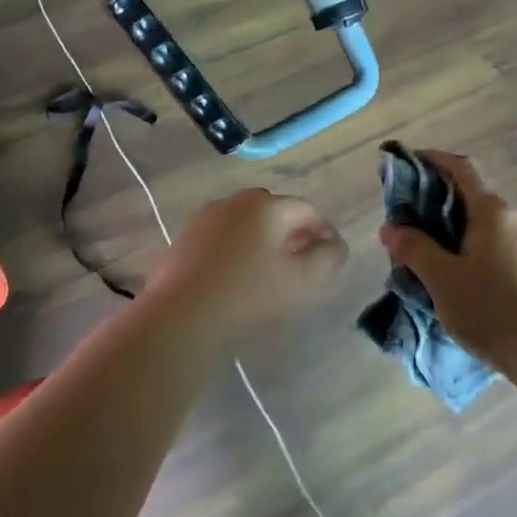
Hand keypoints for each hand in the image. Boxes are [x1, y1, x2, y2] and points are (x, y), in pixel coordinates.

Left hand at [144, 188, 347, 336]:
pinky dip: (237, 249)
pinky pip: (223, 237)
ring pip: (246, 223)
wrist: (182, 315)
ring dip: (263, 241)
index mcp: (267, 205)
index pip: (306, 210)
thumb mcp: (304, 279)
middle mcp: (235, 201)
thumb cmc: (250, 294)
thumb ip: (329, 257)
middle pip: (274, 212)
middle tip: (301, 264)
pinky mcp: (185, 238)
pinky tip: (237, 277)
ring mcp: (206, 217)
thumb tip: (334, 244)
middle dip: (292, 233)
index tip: (330, 258)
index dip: (323, 232)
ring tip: (270, 272)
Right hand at [378, 151, 516, 376]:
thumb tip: (390, 227)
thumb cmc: (492, 308)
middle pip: (471, 201)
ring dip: (458, 236)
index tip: (408, 162)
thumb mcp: (442, 279)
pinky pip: (501, 251)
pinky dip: (477, 254)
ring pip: (486, 229)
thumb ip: (414, 248)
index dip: (432, 160)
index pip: (460, 169)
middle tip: (409, 228)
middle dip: (438, 208)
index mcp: (492, 211)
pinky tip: (464, 283)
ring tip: (432, 262)